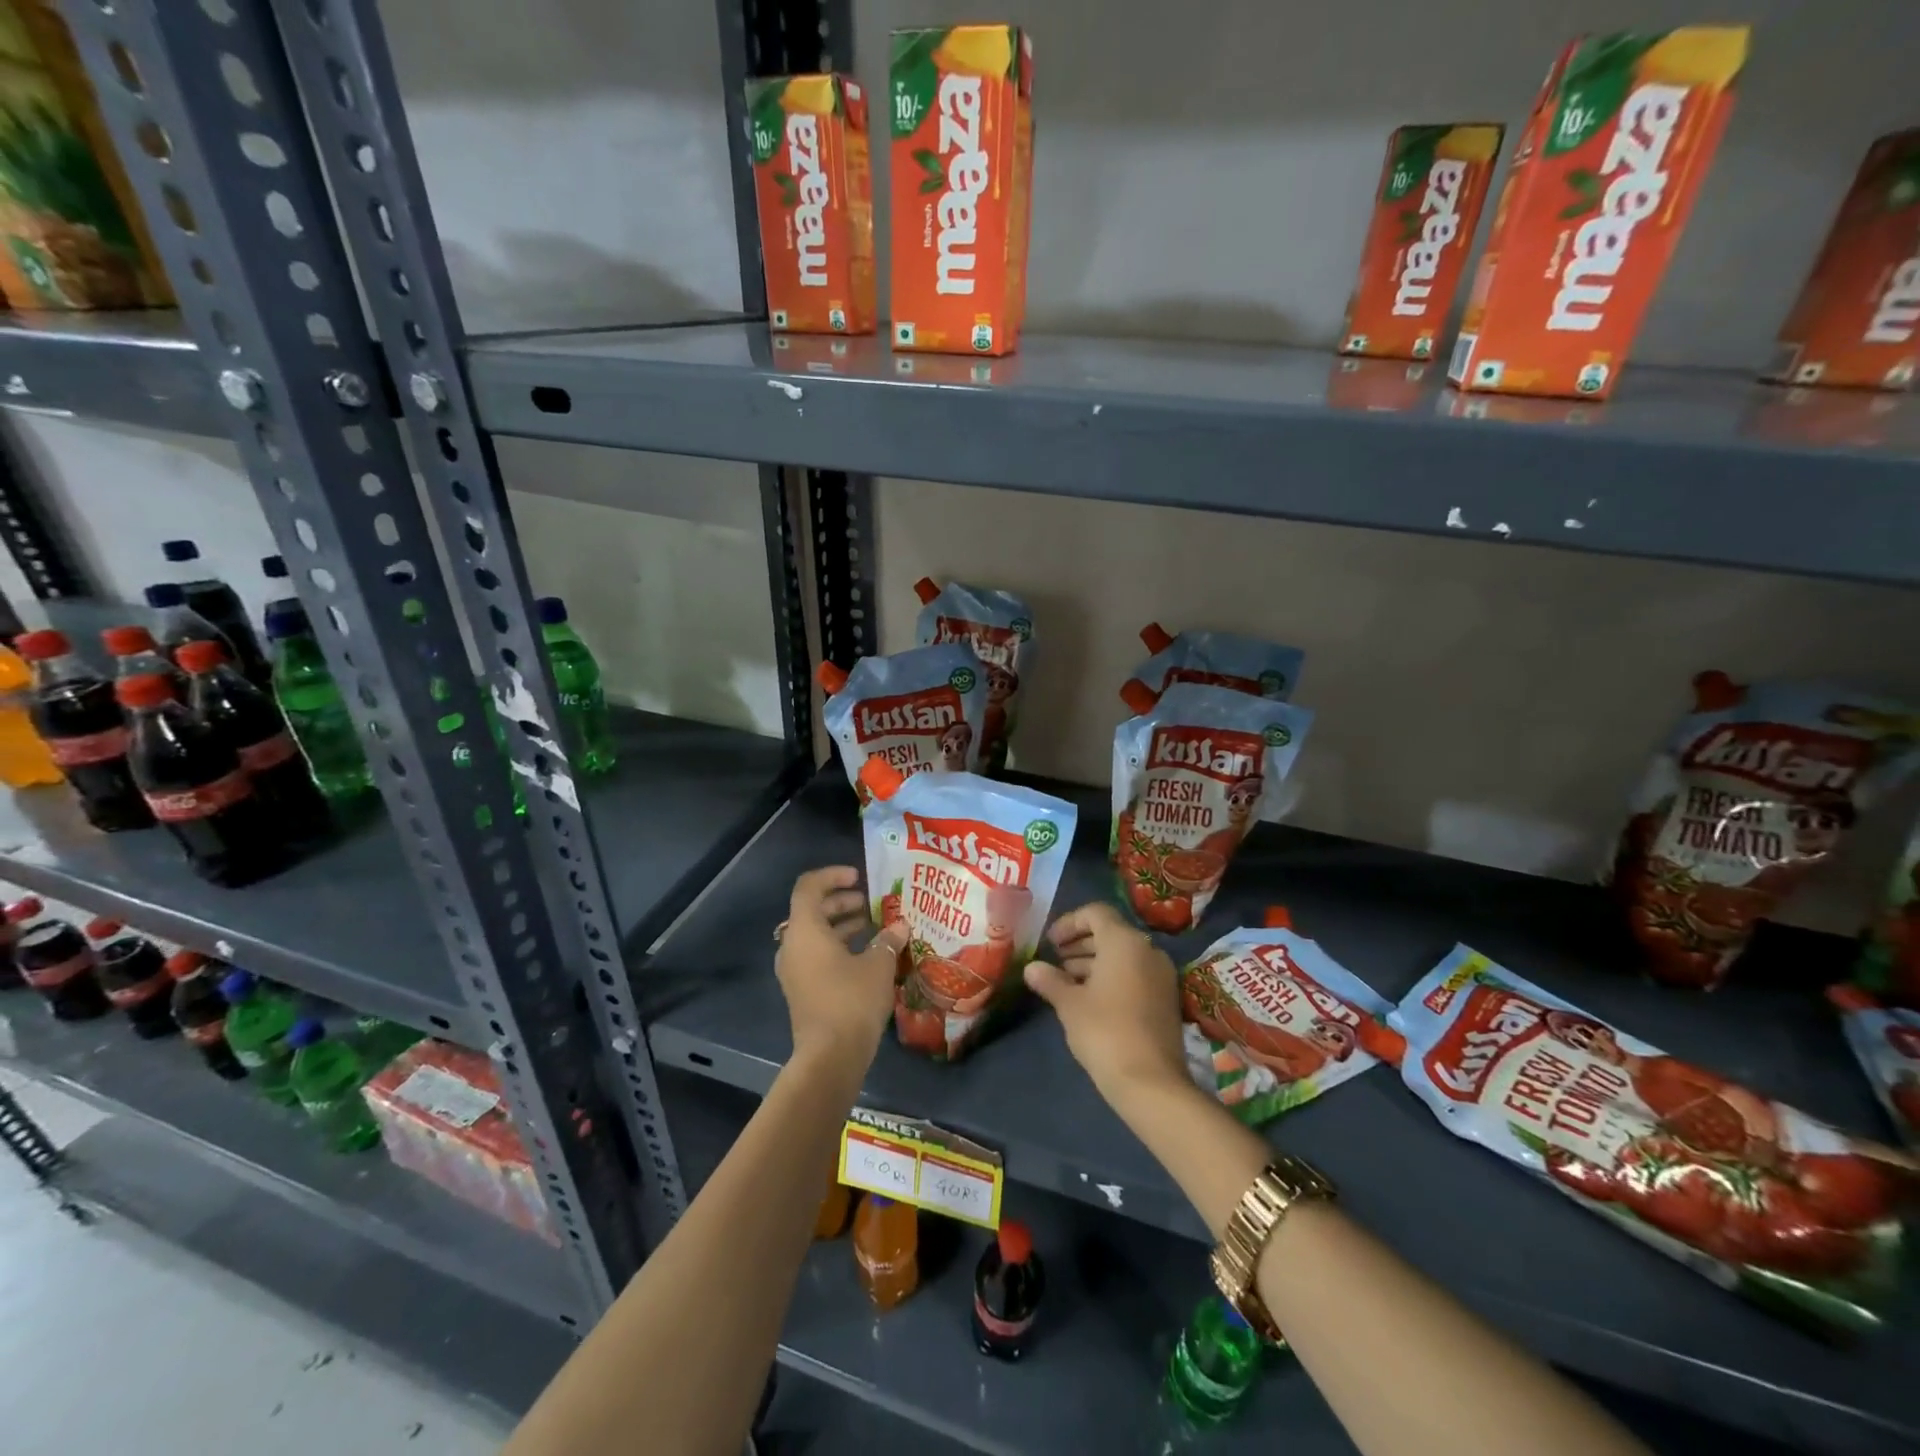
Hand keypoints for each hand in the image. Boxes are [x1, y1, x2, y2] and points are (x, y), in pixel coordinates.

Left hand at [776, 866, 906, 1073]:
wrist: (830, 1057)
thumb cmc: (852, 1000)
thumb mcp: (879, 965)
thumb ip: (888, 940)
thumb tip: (900, 927)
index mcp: (805, 930)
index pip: (809, 886)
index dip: (833, 876)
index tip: (859, 877)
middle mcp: (792, 945)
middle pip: (812, 910)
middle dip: (841, 902)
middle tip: (870, 902)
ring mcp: (794, 969)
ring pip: (815, 934)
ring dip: (842, 925)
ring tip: (873, 926)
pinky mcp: (801, 989)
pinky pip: (816, 955)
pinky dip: (838, 947)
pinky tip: (867, 955)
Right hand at [1024, 902, 1189, 1112]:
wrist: (1151, 1082)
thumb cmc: (1104, 1031)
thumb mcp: (1070, 1004)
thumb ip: (1050, 980)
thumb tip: (1031, 968)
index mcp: (1124, 941)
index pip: (1095, 913)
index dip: (1069, 923)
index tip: (1050, 943)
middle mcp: (1147, 950)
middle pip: (1110, 932)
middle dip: (1080, 943)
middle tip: (1055, 961)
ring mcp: (1161, 975)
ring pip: (1123, 955)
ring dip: (1094, 962)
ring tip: (1067, 982)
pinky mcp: (1166, 999)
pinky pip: (1135, 974)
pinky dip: (1112, 977)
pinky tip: (1090, 1000)